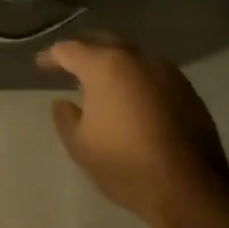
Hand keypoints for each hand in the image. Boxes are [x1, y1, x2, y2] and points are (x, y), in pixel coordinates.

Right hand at [38, 38, 228, 227]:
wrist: (188, 186)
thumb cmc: (124, 164)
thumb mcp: (80, 146)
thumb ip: (66, 118)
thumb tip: (64, 102)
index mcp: (106, 67)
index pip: (69, 49)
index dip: (51, 57)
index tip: (41, 65)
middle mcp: (138, 59)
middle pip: (104, 41)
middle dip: (84, 50)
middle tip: (68, 64)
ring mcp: (167, 72)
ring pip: (132, 56)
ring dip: (112, 63)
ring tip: (99, 82)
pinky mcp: (187, 90)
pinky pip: (151, 74)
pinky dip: (134, 79)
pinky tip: (130, 99)